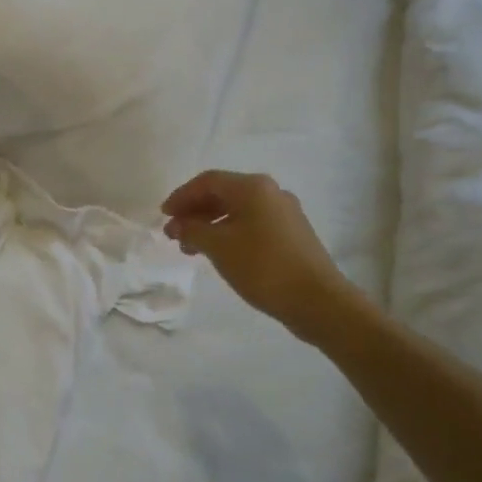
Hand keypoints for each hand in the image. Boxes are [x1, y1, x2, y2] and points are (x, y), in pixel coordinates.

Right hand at [162, 170, 356, 340]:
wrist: (317, 300)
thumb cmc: (263, 266)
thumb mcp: (218, 246)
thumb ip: (192, 230)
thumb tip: (177, 224)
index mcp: (253, 187)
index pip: (207, 181)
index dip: (181, 196)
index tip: (164, 216)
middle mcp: (271, 192)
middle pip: (223, 194)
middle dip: (194, 212)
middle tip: (174, 234)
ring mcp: (285, 213)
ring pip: (237, 211)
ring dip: (210, 225)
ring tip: (192, 249)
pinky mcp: (292, 234)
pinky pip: (252, 224)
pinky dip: (229, 233)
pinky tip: (220, 254)